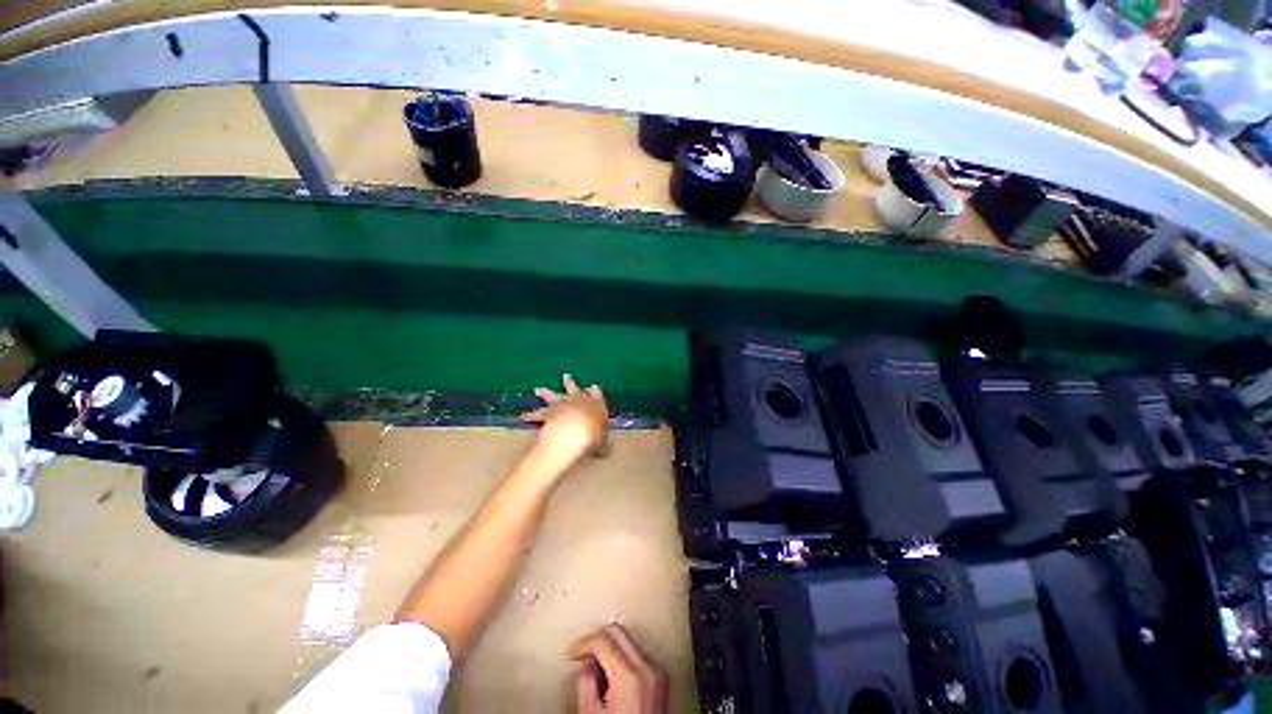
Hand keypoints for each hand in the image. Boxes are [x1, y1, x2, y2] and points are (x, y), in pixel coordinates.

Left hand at [521, 374, 609, 465]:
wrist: (574, 432)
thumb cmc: (594, 435)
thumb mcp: (603, 441)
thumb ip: (604, 442)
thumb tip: (607, 448)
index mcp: (595, 404)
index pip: (597, 394)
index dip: (595, 391)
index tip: (593, 387)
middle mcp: (578, 400)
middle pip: (573, 388)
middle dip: (570, 382)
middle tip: (566, 376)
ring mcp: (561, 405)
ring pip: (552, 396)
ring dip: (546, 393)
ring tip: (538, 389)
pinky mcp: (547, 413)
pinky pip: (537, 414)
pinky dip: (530, 415)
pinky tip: (523, 416)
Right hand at [572, 624, 667, 713]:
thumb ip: (585, 684)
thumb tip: (586, 665)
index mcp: (630, 675)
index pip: (603, 639)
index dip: (583, 644)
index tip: (573, 654)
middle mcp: (647, 666)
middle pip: (618, 632)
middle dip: (596, 639)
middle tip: (582, 656)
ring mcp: (657, 671)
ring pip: (628, 641)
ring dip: (610, 649)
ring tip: (595, 671)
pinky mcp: (660, 678)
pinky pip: (637, 655)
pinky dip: (621, 658)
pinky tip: (611, 677)